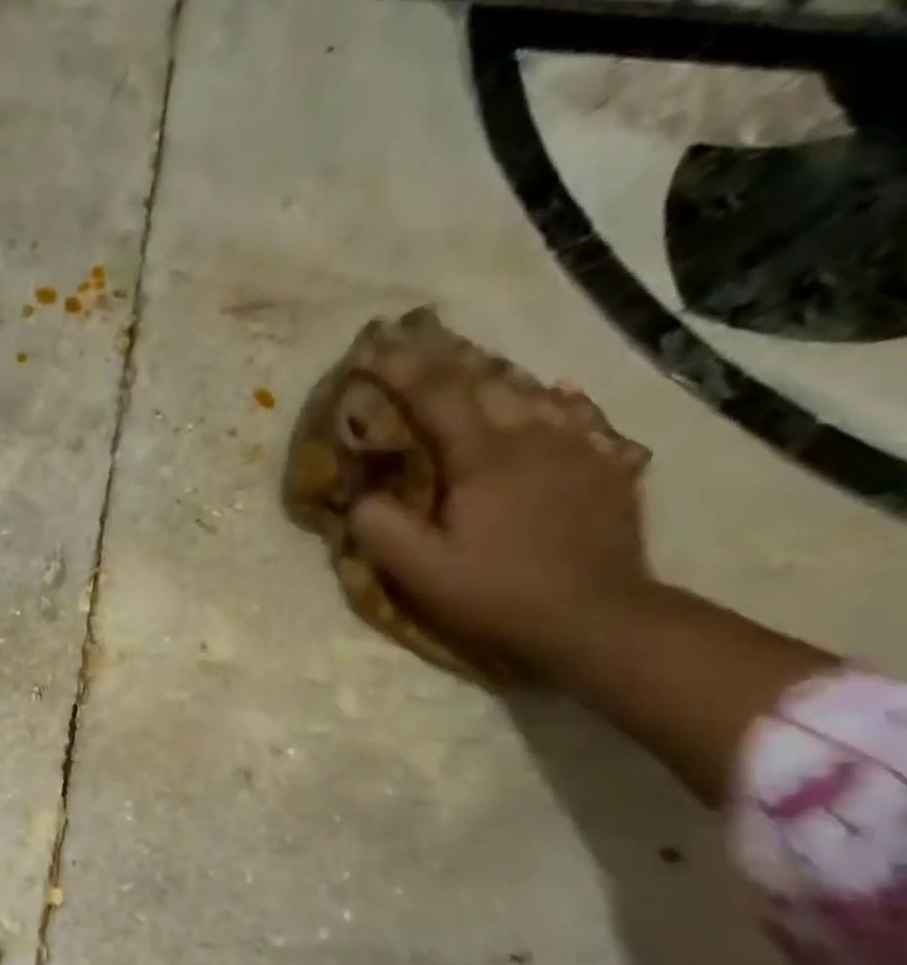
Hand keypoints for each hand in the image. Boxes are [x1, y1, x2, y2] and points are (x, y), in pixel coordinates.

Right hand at [341, 313, 656, 670]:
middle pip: (486, 380)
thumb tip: (358, 493)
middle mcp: (535, 435)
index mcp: (484, 457)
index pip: (435, 394)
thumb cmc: (498, 594)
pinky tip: (545, 401)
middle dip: (443, 360)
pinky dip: (547, 402)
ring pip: (531, 391)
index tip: (368, 347)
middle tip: (413, 349)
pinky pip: (574, 415)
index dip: (398, 367)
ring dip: (491, 377)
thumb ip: (380, 528)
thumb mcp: (420, 573)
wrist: (597, 618)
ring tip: (468, 371)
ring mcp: (579, 446)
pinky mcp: (606, 466)